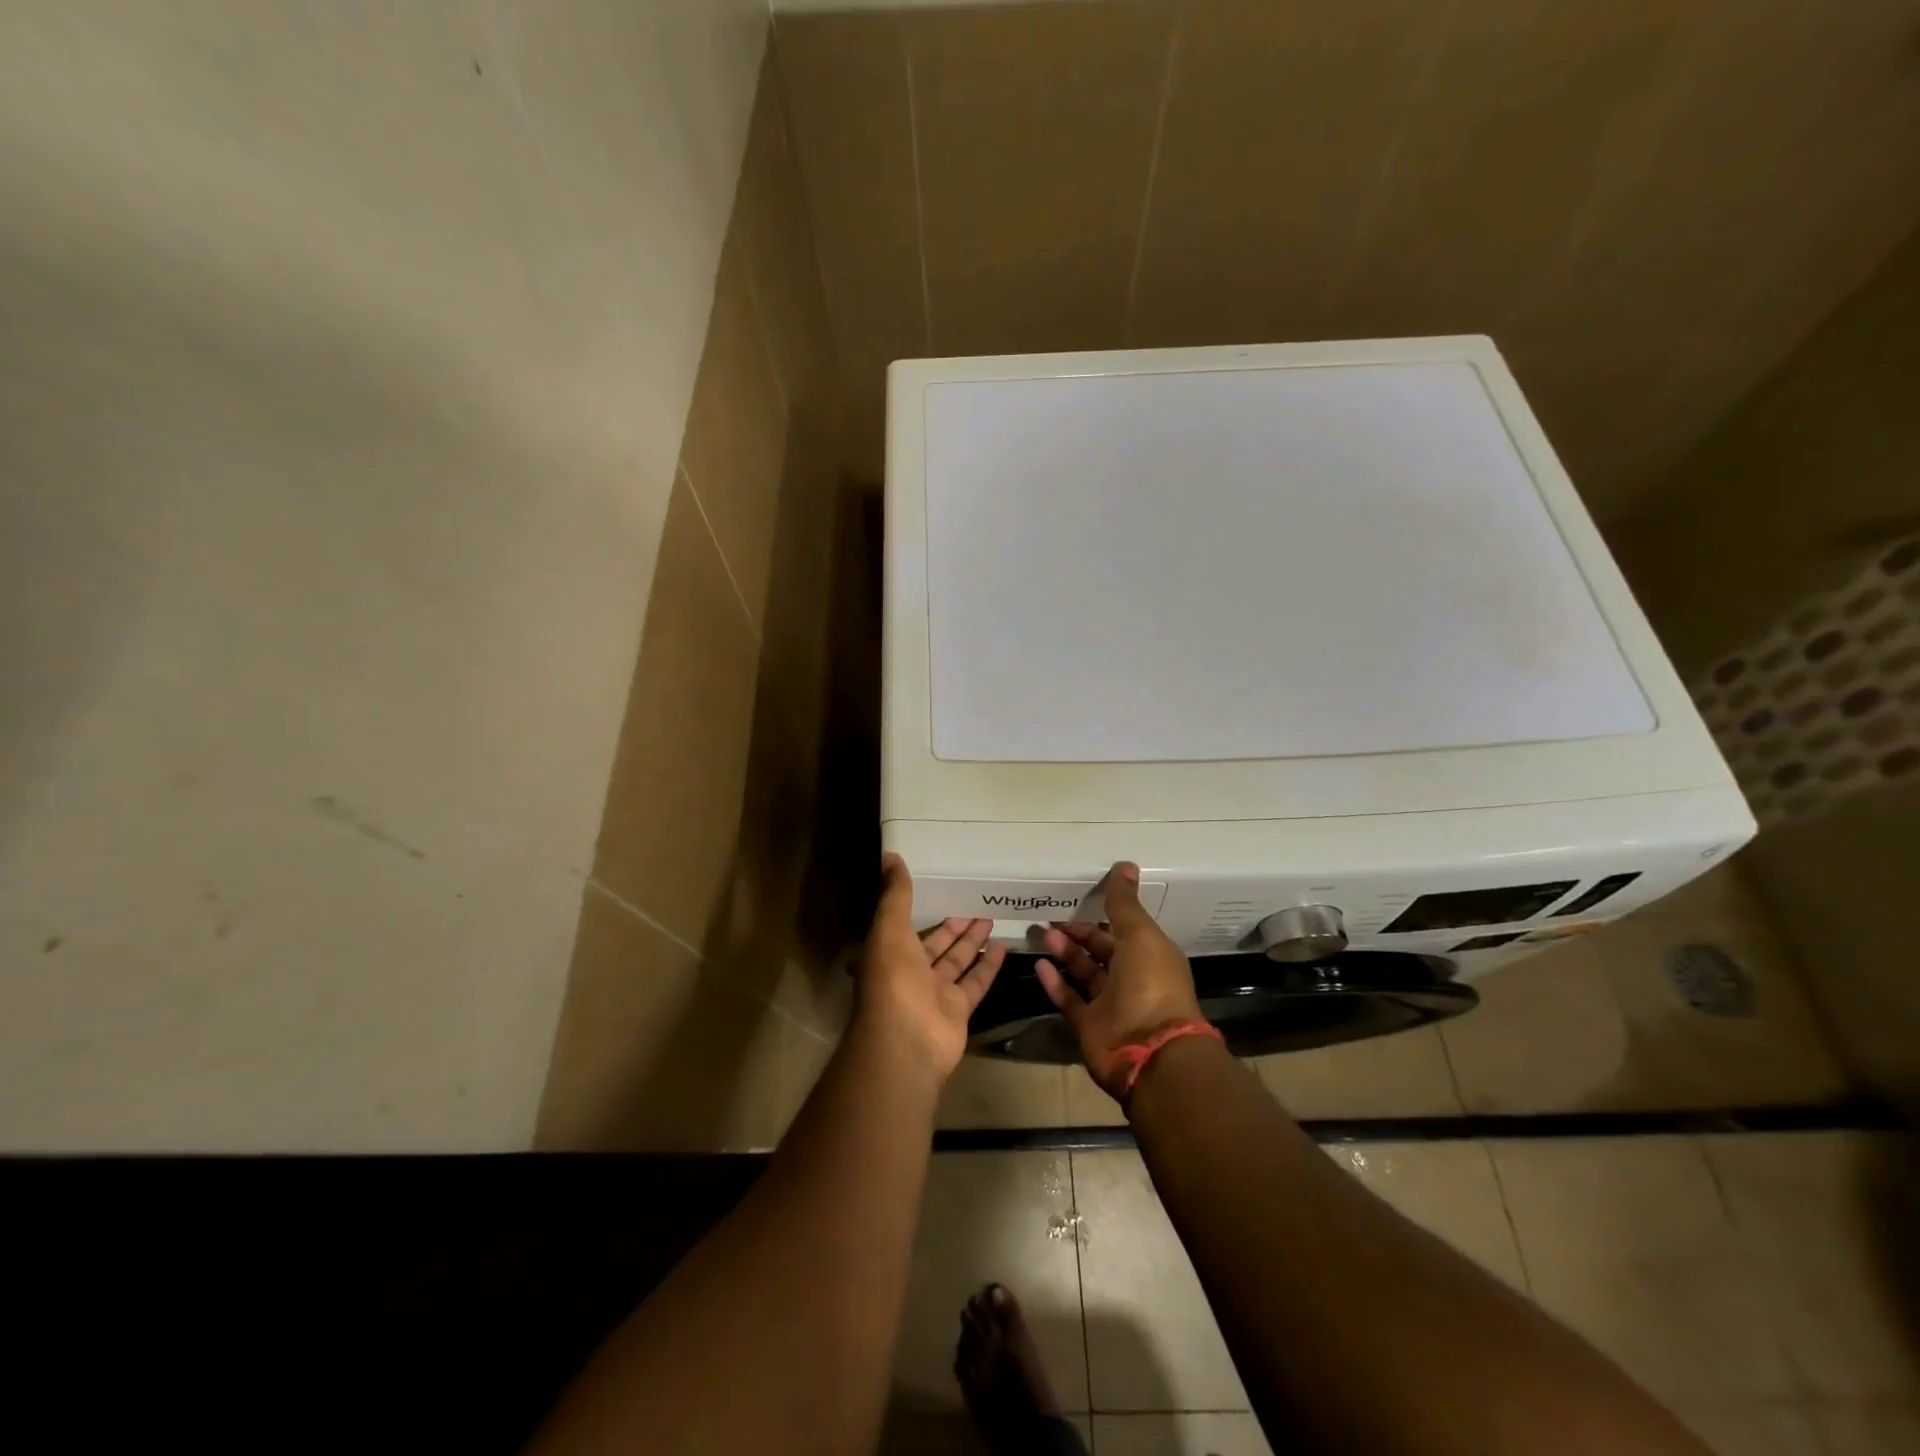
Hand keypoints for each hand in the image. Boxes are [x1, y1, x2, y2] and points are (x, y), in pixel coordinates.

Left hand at [855, 854, 1006, 1081]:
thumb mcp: (889, 930)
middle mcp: (909, 972)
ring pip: (957, 961)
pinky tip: (1005, 945)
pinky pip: (975, 982)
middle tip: (974, 900)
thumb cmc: (893, 981)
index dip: (919, 906)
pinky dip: (989, 966)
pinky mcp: (958, 1010)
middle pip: (934, 943)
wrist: (906, 1044)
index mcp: (887, 952)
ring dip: (972, 940)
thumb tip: (890, 854)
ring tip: (991, 916)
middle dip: (952, 924)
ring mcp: (934, 993)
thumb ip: (895, 895)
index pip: (903, 924)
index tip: (938, 886)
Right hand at [1036, 862, 1205, 1099]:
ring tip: (1042, 933)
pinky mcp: (1089, 1025)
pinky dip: (1054, 982)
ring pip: (1083, 972)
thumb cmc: (1151, 985)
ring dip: (1064, 952)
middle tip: (1051, 914)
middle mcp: (1132, 978)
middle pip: (1101, 949)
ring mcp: (1110, 1004)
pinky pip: (1068, 999)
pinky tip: (1038, 964)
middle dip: (1079, 932)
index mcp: (1150, 956)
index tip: (1079, 896)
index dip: (1104, 913)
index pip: (1124, 929)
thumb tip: (1125, 865)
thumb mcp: (1140, 936)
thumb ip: (1125, 903)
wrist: (1149, 1052)